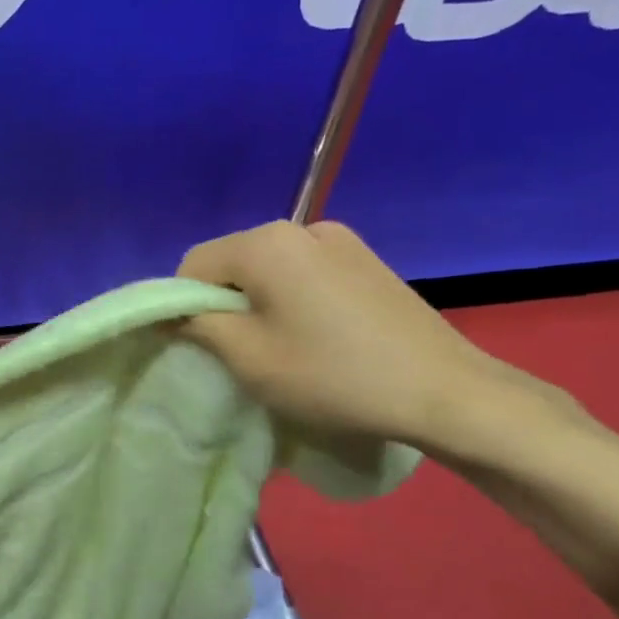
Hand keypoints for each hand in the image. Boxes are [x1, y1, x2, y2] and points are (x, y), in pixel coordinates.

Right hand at [177, 221, 543, 449]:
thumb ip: (198, 324)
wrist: (445, 392)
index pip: (194, 264)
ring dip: (259, 302)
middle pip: (233, 262)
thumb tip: (173, 312)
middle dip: (223, 302)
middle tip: (239, 352)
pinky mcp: (367, 261)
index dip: (183, 305)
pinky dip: (293, 299)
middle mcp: (302, 227)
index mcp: (266, 242)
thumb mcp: (248, 357)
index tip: (200, 347)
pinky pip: (305, 272)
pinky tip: (316, 336)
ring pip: (270, 269)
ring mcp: (341, 241)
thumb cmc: (332, 375)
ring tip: (281, 346)